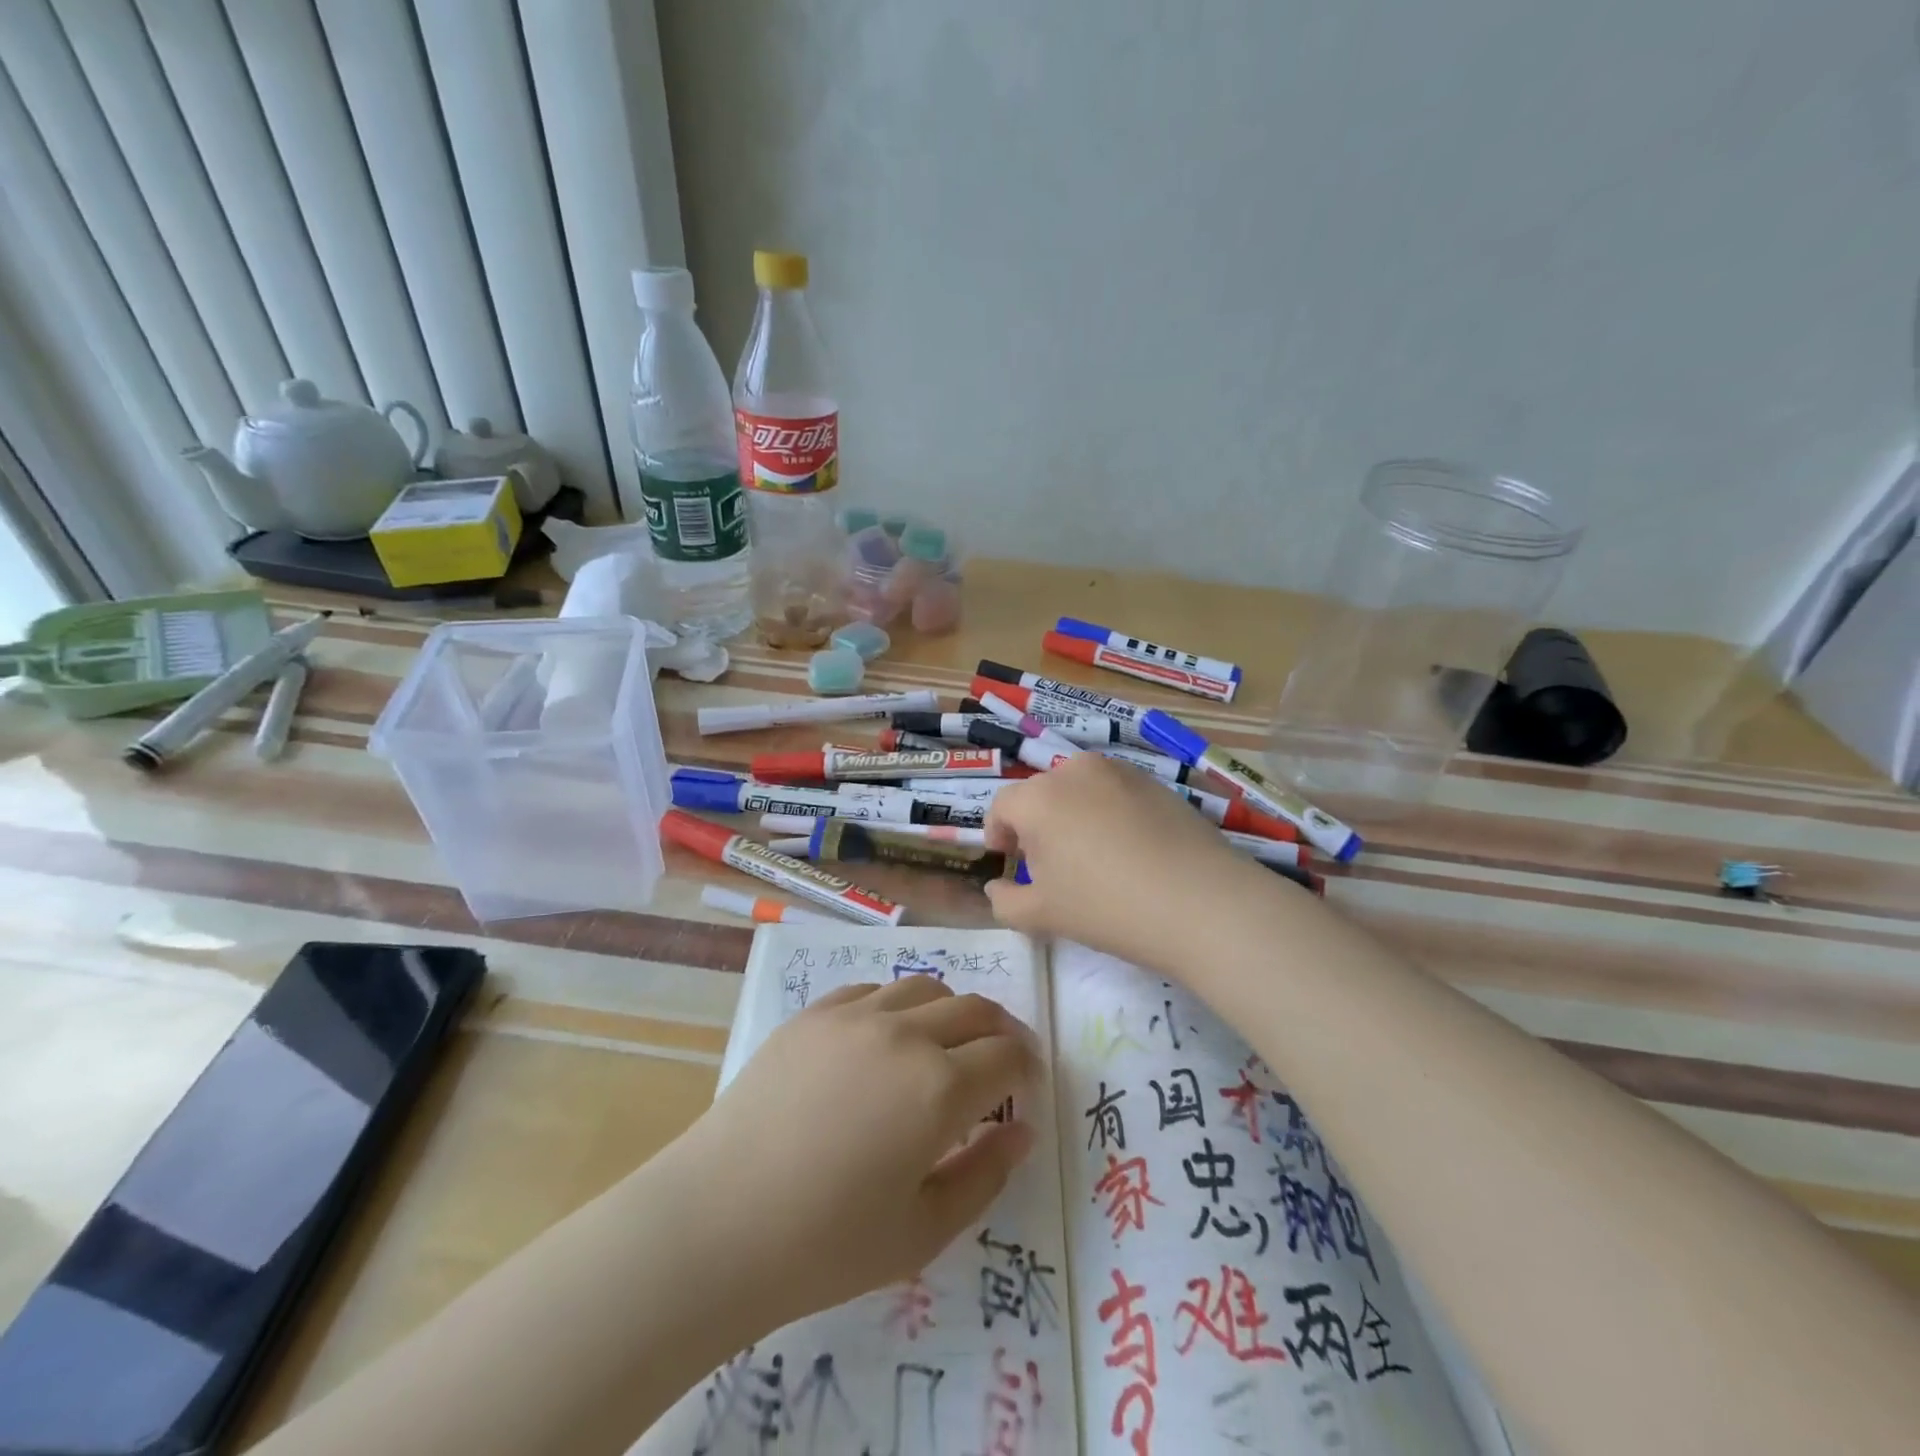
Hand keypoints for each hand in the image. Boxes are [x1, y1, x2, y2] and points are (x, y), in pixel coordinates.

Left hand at [672, 975, 1041, 1330]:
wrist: (717, 1222)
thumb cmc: (826, 1244)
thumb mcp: (924, 1231)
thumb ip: (986, 1175)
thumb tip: (1022, 1130)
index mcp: (940, 1087)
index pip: (1007, 1056)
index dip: (1027, 1068)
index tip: (1026, 1089)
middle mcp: (905, 1034)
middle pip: (975, 1009)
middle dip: (1001, 1031)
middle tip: (1002, 1060)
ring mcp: (855, 1015)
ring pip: (926, 987)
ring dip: (952, 1010)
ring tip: (945, 1044)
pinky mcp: (814, 1013)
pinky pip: (872, 990)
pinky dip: (897, 1005)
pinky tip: (886, 1037)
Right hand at [984, 752, 1274, 970]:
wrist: (1200, 902)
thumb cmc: (1107, 907)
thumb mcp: (1042, 915)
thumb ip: (1005, 901)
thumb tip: (997, 887)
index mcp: (1039, 797)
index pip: (1002, 806)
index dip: (999, 833)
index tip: (1009, 861)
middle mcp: (1075, 771)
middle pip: (1041, 794)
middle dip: (1037, 826)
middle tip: (1052, 866)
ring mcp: (1120, 772)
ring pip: (1080, 790)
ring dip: (1073, 815)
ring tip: (1093, 857)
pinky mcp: (1156, 782)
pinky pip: (1116, 793)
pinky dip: (1110, 814)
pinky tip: (1130, 851)